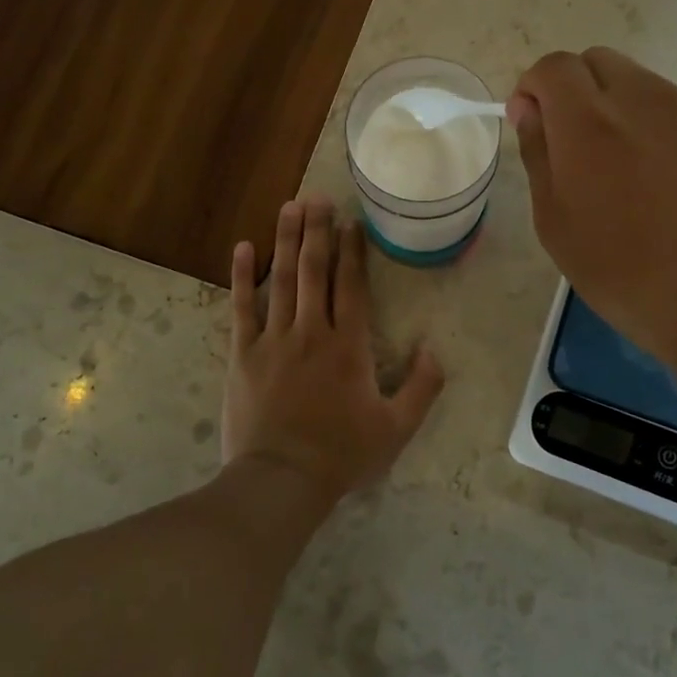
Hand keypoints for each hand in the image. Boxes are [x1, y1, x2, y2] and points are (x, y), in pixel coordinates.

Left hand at [223, 193, 445, 502]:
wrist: (281, 480)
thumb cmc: (341, 454)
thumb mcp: (396, 428)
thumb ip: (422, 387)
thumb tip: (434, 349)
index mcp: (349, 346)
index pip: (351, 286)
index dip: (352, 250)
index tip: (351, 221)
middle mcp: (311, 331)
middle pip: (315, 270)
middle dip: (318, 230)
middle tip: (318, 196)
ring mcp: (274, 339)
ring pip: (281, 279)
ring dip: (286, 240)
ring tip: (290, 206)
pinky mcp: (243, 353)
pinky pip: (242, 307)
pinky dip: (243, 276)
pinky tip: (243, 247)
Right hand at [508, 48, 676, 406]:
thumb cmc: (627, 272)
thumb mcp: (556, 223)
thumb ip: (538, 152)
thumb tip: (530, 109)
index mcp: (590, 119)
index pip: (553, 67)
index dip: (535, 89)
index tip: (535, 125)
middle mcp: (646, 97)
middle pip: (600, 63)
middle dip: (579, 91)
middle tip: (581, 148)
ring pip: (648, 89)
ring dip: (630, 114)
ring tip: (642, 179)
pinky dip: (674, 136)